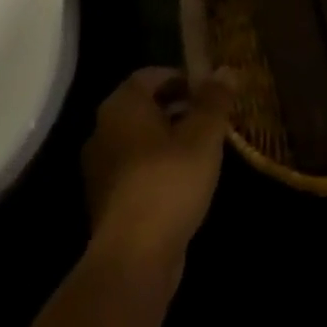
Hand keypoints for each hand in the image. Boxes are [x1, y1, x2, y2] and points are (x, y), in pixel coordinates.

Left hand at [81, 67, 235, 283]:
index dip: (181, 78)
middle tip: (211, 119)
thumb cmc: (169, 181)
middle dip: (178, 108)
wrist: (134, 256)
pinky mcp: (106, 200)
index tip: (209, 92)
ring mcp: (100, 168)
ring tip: (203, 150)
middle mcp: (102, 131)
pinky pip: (135, 169)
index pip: (150, 75)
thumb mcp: (204, 135)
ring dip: (168, 139)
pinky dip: (158, 166)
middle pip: (143, 106)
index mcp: (122, 106)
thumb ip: (215, 99)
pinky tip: (184, 182)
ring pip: (139, 139)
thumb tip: (225, 70)